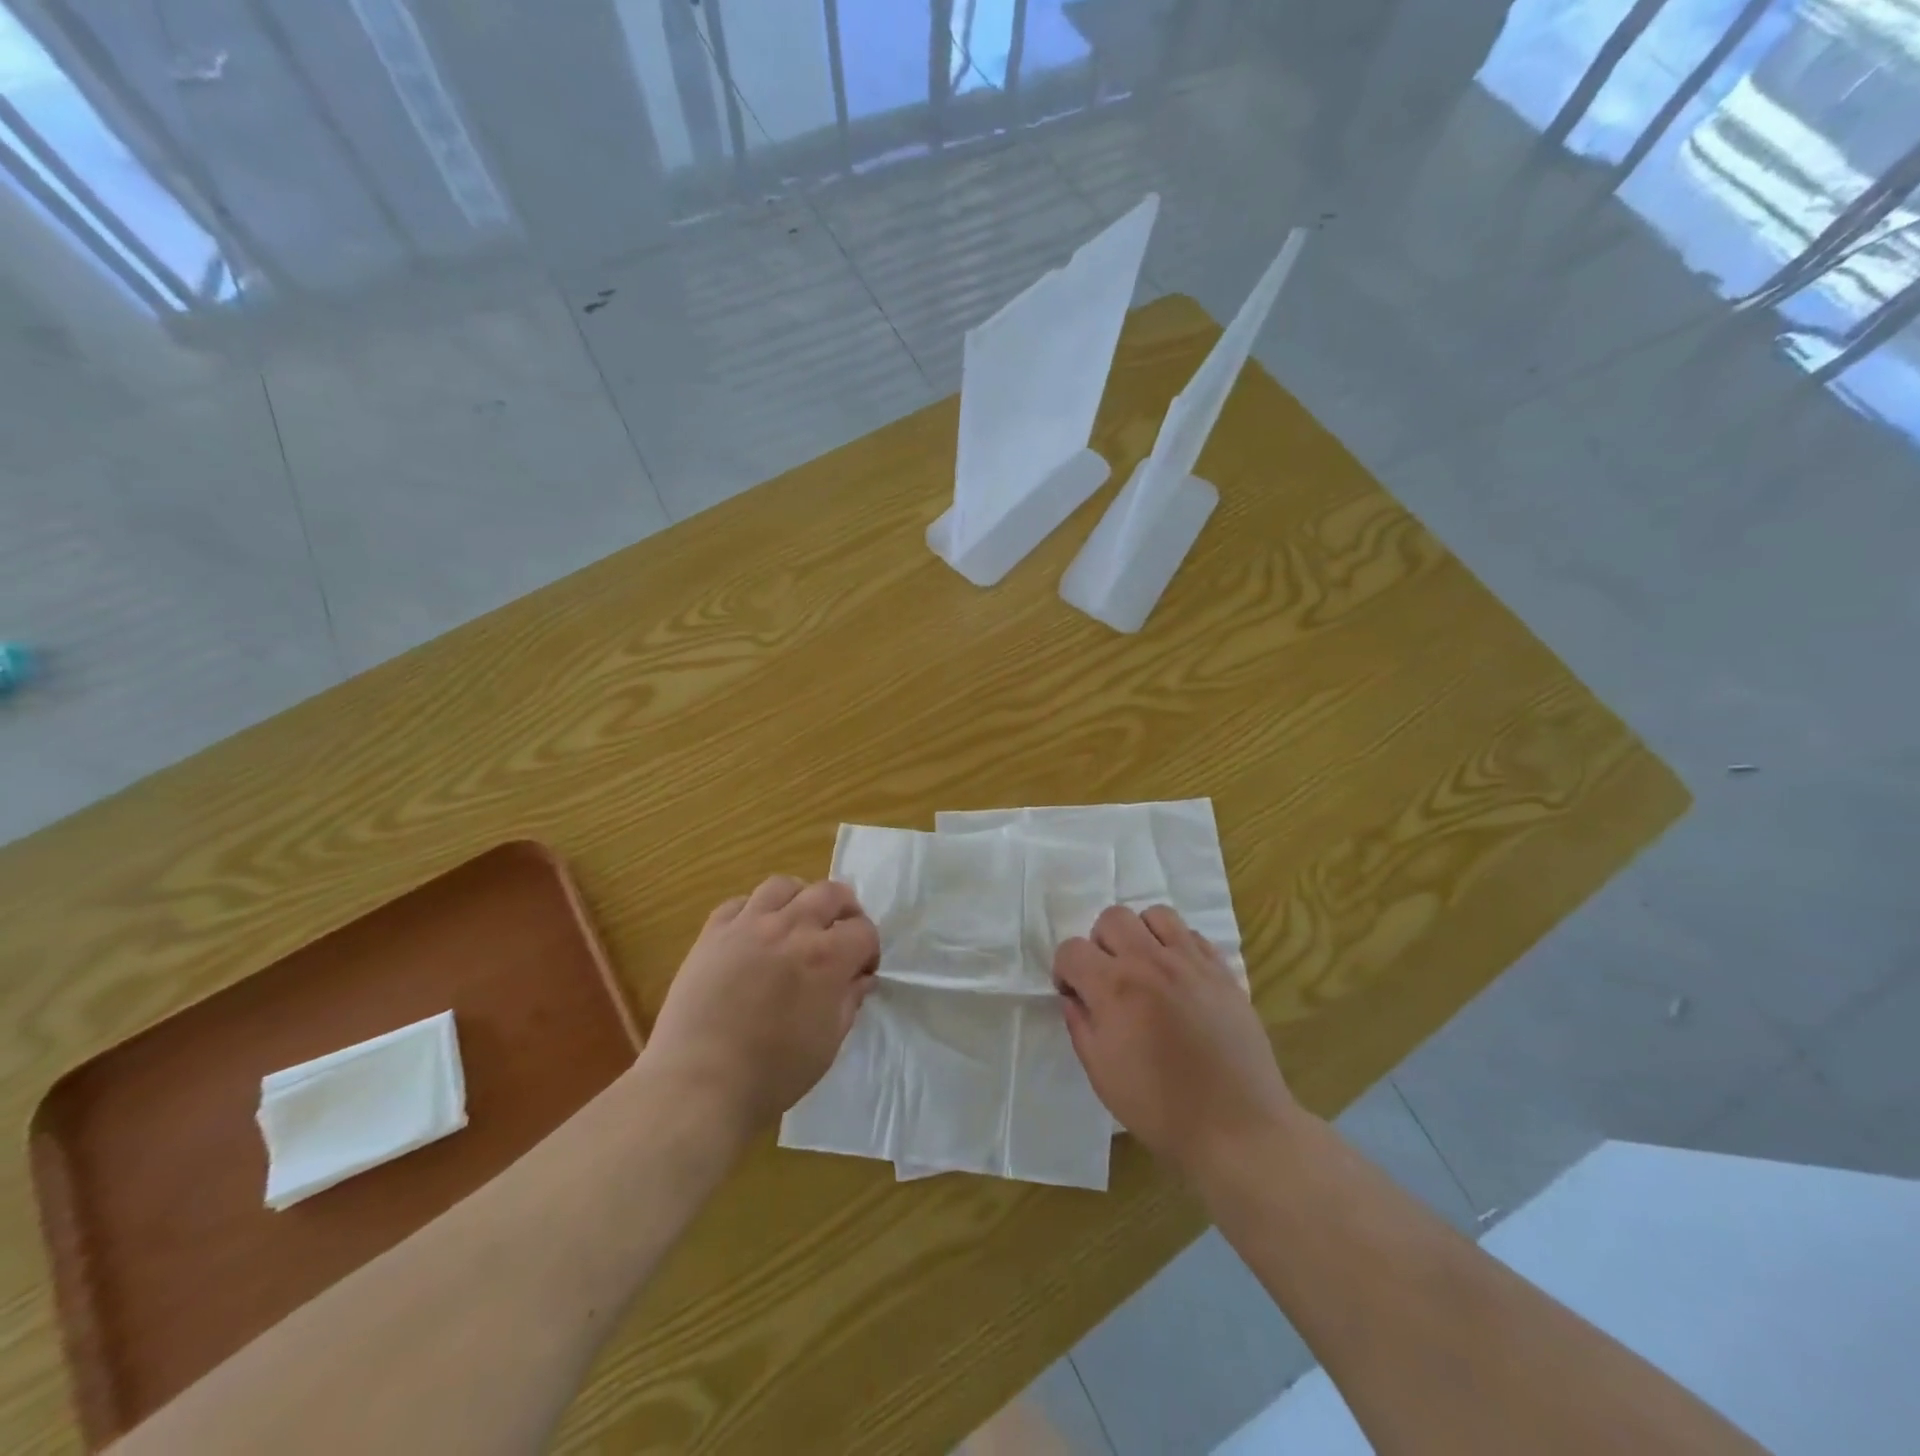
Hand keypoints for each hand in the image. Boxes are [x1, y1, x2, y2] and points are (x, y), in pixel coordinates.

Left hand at [645, 875, 879, 1138]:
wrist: (699, 1083)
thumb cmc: (773, 1073)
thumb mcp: (827, 1044)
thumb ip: (848, 1002)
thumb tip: (861, 979)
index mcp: (826, 957)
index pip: (863, 930)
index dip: (869, 949)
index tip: (862, 971)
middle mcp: (791, 928)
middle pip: (830, 892)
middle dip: (846, 909)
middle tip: (840, 935)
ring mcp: (748, 925)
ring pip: (783, 886)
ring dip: (800, 899)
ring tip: (797, 923)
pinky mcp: (712, 933)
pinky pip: (739, 903)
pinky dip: (754, 910)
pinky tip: (754, 933)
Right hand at [1053, 905, 1293, 1178]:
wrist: (1237, 1128)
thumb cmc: (1161, 1109)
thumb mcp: (1102, 1074)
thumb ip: (1080, 1025)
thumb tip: (1074, 997)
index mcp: (1115, 988)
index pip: (1072, 949)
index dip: (1064, 970)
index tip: (1073, 994)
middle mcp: (1150, 962)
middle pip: (1112, 918)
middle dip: (1099, 944)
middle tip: (1108, 979)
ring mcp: (1191, 962)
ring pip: (1155, 915)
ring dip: (1140, 935)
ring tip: (1144, 968)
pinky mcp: (1222, 971)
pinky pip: (1192, 935)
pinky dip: (1176, 946)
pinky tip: (1177, 978)